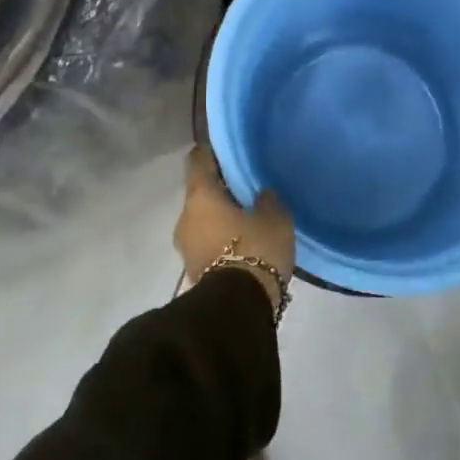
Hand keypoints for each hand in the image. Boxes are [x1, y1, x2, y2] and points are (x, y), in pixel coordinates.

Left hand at [175, 146, 295, 307]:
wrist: (237, 308)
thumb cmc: (254, 249)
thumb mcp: (275, 218)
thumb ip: (267, 199)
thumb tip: (260, 194)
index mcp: (200, 195)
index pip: (198, 160)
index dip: (211, 153)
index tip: (228, 151)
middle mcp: (185, 216)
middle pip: (200, 193)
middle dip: (220, 191)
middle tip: (246, 190)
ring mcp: (185, 246)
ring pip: (202, 220)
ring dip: (220, 219)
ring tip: (247, 220)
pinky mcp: (192, 270)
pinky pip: (206, 243)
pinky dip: (220, 240)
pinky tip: (243, 244)